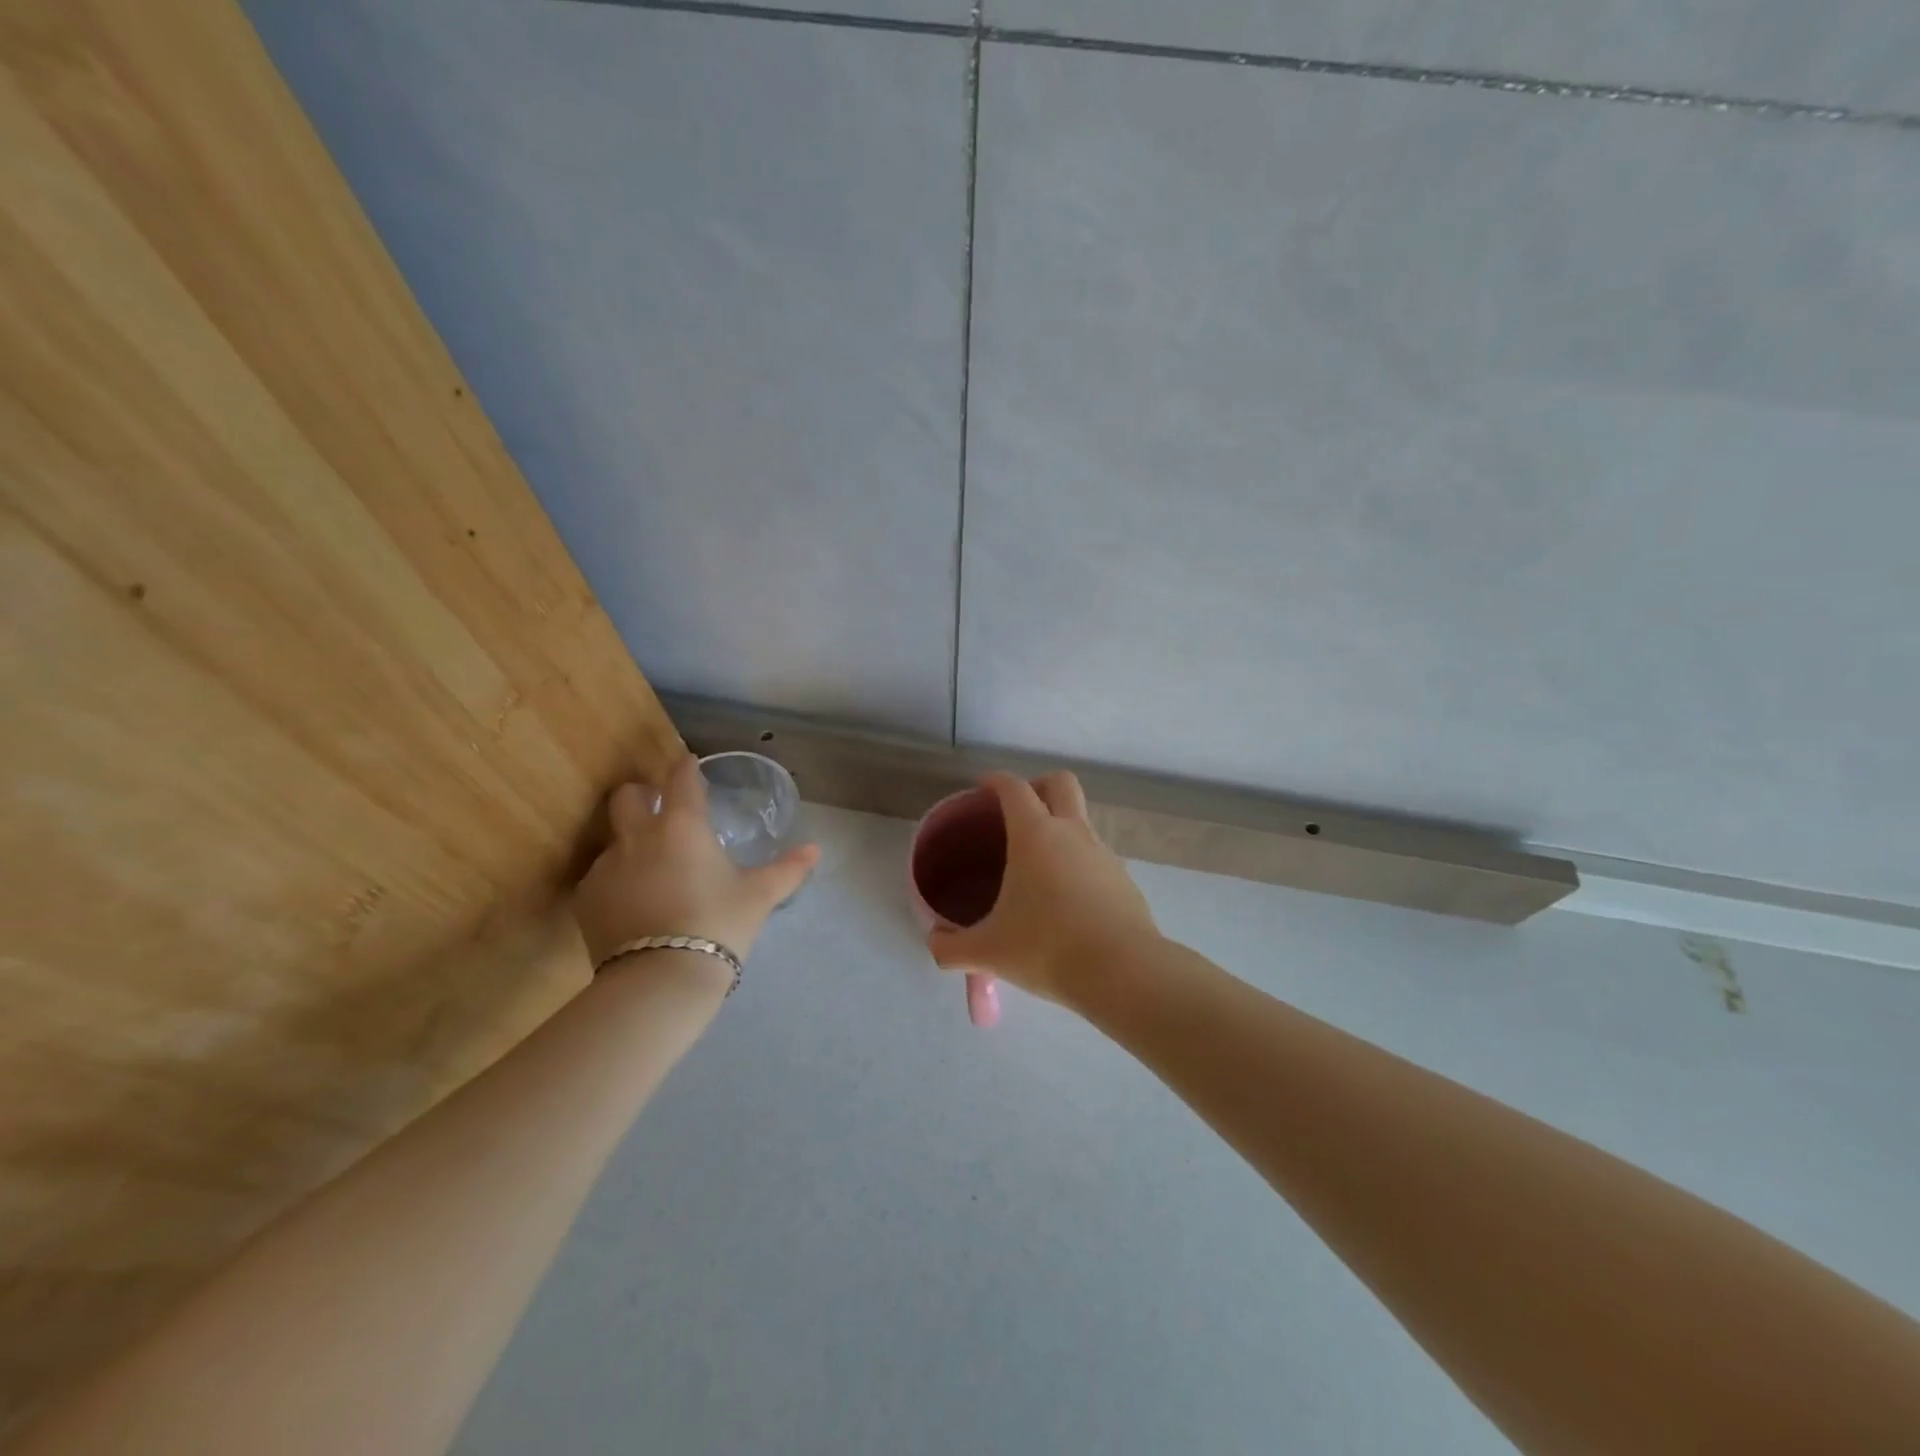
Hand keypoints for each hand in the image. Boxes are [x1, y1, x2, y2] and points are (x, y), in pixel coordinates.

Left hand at [573, 755, 819, 968]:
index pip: (680, 777)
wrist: (660, 978)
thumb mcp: (759, 896)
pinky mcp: (586, 899)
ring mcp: (606, 866)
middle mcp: (638, 835)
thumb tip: (815, 849)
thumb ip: (788, 869)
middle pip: (628, 795)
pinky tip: (634, 904)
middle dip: (643, 794)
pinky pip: (601, 876)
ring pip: (613, 838)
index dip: (686, 767)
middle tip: (661, 809)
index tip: (691, 766)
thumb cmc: (718, 924)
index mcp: (682, 825)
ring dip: (630, 842)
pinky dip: (617, 881)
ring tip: (651, 868)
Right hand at [926, 771, 1157, 1008]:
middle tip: (1018, 810)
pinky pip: (1096, 856)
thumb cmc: (1047, 949)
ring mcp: (1103, 854)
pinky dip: (1079, 862)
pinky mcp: (1124, 880)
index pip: (1014, 788)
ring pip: (1082, 820)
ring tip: (1038, 864)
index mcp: (1035, 835)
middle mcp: (1072, 833)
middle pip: (1061, 783)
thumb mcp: (988, 952)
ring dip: (1061, 826)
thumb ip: (951, 947)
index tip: (983, 787)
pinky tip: (1066, 898)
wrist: (1123, 973)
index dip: (996, 781)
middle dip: (1038, 785)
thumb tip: (934, 943)